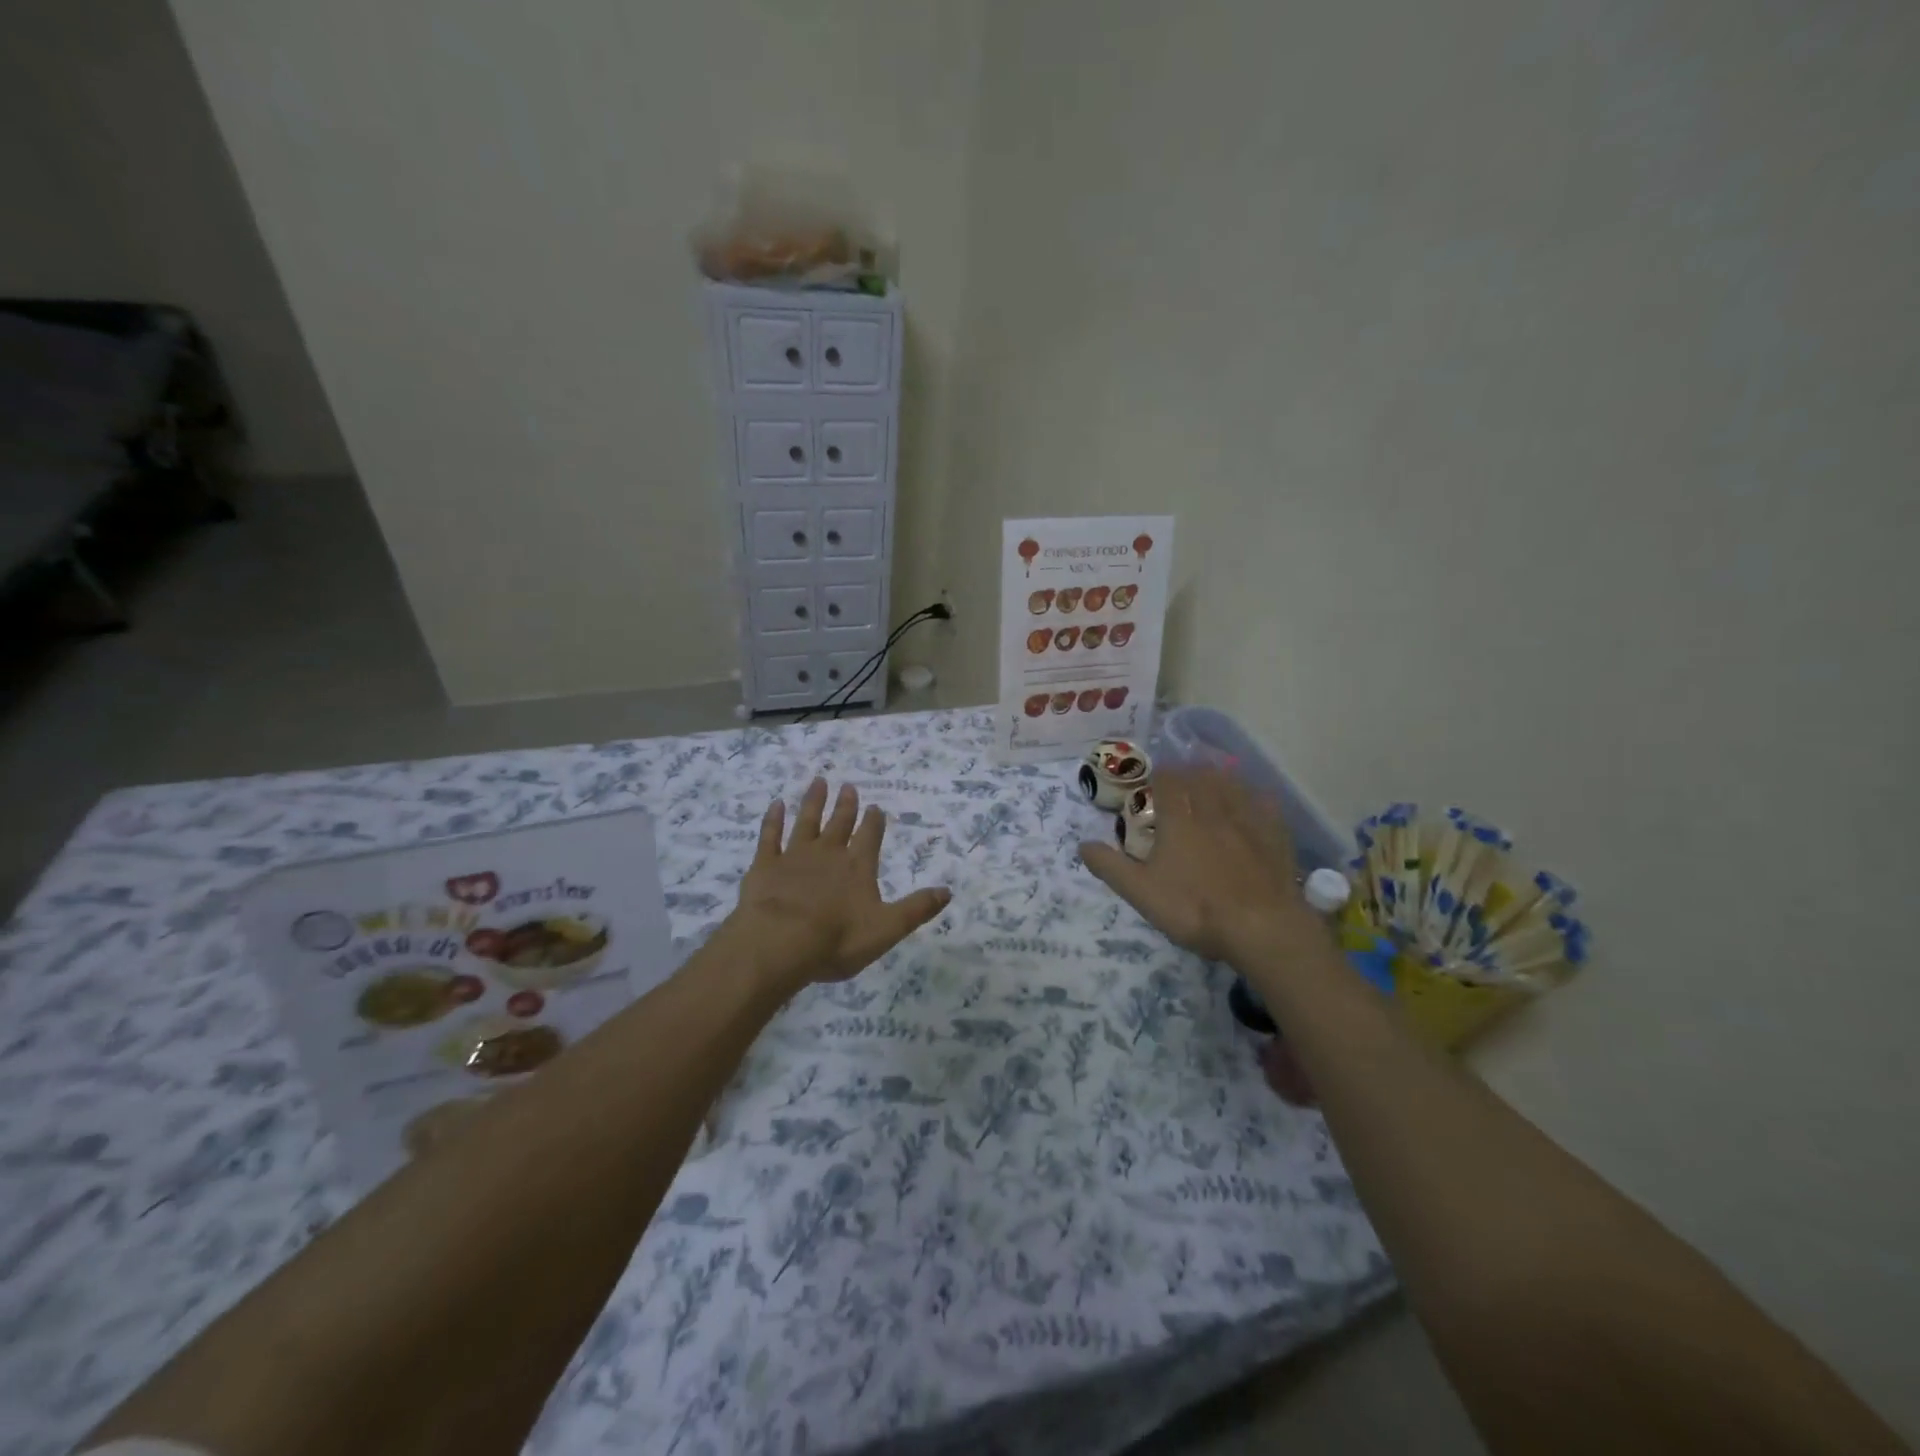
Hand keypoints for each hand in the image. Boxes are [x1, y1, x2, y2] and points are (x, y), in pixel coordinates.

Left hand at [720, 777, 950, 992]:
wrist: (780, 942)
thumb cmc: (837, 939)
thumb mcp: (887, 929)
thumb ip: (916, 909)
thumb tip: (948, 891)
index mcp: (858, 867)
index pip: (870, 837)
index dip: (874, 822)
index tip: (875, 807)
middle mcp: (829, 853)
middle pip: (840, 823)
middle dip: (846, 805)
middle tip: (849, 786)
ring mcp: (795, 856)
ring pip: (807, 821)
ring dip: (814, 801)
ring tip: (819, 782)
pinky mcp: (766, 865)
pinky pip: (770, 835)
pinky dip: (773, 819)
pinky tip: (776, 804)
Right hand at [1079, 766, 1317, 967]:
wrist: (1261, 928)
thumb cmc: (1195, 909)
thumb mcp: (1142, 893)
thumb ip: (1111, 867)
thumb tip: (1082, 844)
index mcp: (1179, 822)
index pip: (1168, 783)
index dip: (1161, 774)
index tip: (1155, 776)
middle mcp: (1213, 812)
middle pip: (1202, 778)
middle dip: (1191, 772)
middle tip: (1184, 774)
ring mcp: (1248, 823)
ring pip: (1233, 786)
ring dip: (1221, 778)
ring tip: (1215, 777)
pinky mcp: (1276, 838)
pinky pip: (1266, 805)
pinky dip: (1256, 797)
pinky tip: (1256, 800)